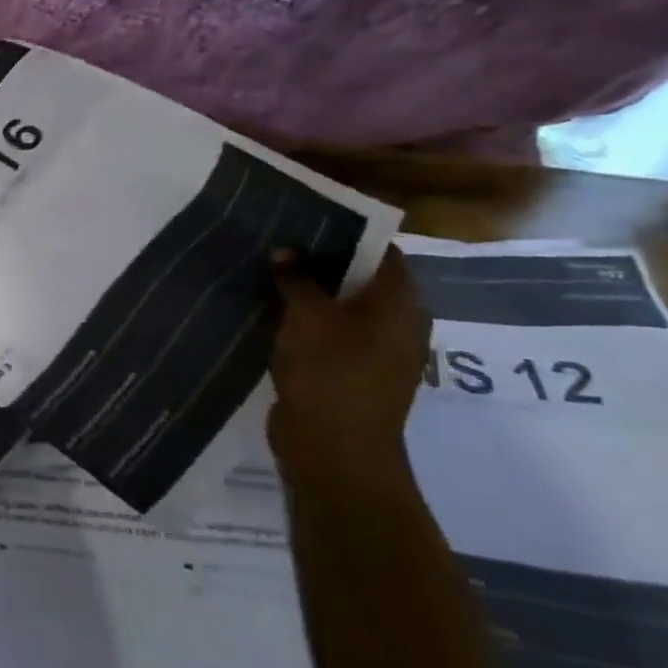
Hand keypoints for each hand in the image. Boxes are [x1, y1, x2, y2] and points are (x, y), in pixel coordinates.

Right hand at [268, 245, 432, 500]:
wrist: (334, 447)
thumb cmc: (330, 371)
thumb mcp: (306, 316)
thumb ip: (296, 279)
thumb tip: (285, 251)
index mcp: (401, 303)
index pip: (382, 252)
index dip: (347, 233)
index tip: (305, 220)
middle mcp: (397, 323)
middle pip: (361, 279)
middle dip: (321, 263)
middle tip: (278, 244)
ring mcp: (375, 351)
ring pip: (341, 309)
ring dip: (309, 295)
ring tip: (267, 275)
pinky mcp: (351, 373)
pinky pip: (329, 335)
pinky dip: (305, 323)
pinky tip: (271, 316)